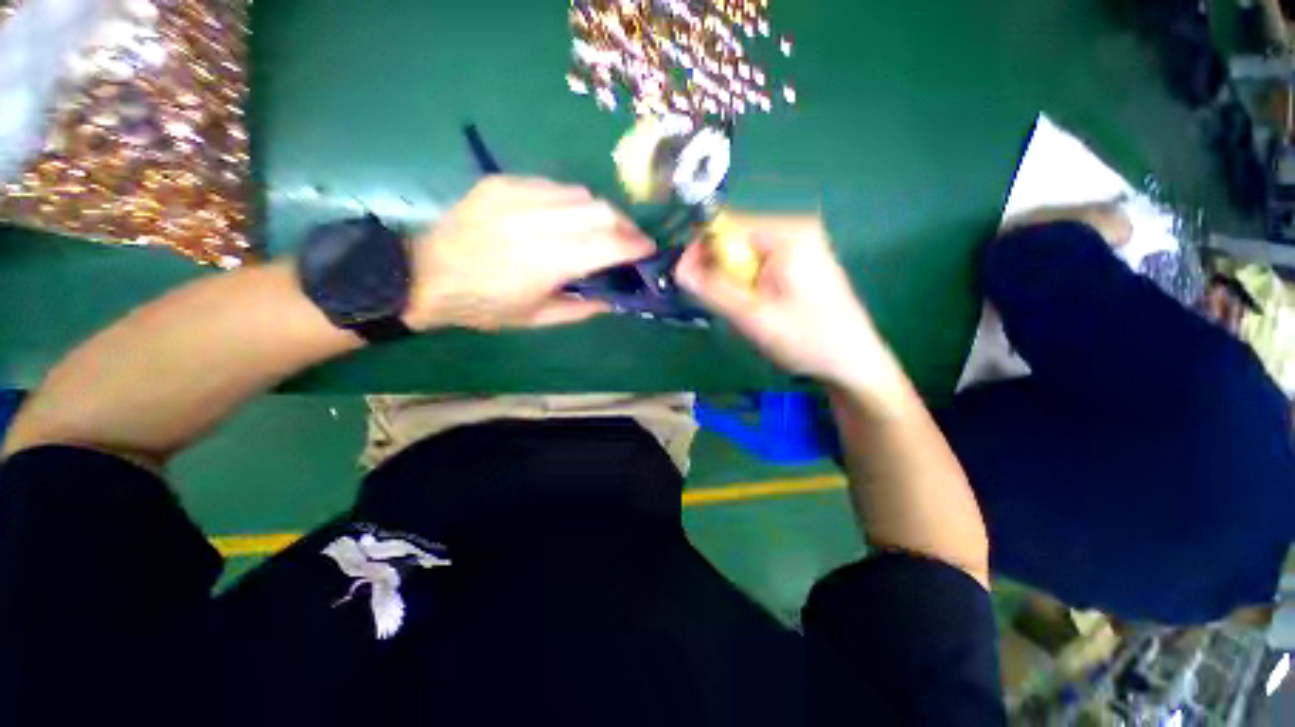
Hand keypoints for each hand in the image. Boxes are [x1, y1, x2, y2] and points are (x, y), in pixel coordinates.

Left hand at [403, 176, 654, 330]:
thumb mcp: (536, 320)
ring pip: (580, 194)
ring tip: (600, 229)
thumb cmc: (484, 306)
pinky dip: (570, 202)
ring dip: (600, 212)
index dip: (635, 245)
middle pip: (601, 211)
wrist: (424, 276)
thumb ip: (580, 310)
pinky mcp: (503, 183)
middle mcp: (538, 222)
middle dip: (625, 225)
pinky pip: (553, 186)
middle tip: (630, 241)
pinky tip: (565, 218)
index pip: (609, 244)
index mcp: (548, 262)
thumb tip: (612, 300)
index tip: (649, 250)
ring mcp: (519, 196)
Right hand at [677, 213, 892, 390]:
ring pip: (745, 253)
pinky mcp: (800, 259)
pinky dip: (747, 282)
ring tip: (740, 308)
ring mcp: (800, 243)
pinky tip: (756, 304)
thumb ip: (713, 290)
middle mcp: (794, 228)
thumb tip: (679, 269)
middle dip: (718, 268)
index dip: (701, 249)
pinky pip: (759, 262)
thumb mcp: (753, 316)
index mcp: (787, 234)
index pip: (727, 225)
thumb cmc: (807, 339)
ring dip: (733, 279)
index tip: (684, 277)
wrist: (852, 361)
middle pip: (736, 238)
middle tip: (717, 301)